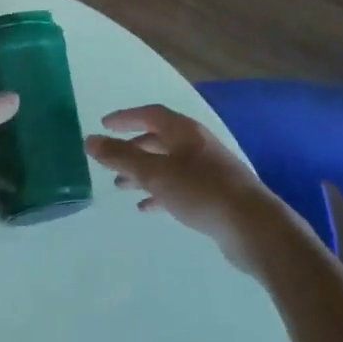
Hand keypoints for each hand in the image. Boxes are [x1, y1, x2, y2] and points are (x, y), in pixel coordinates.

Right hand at [86, 105, 280, 269]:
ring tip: (121, 186)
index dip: (126, 118)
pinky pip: (179, 187)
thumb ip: (121, 157)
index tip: (104, 125)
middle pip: (159, 139)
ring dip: (143, 173)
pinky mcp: (214, 195)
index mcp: (184, 132)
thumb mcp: (155, 173)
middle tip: (110, 160)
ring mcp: (208, 170)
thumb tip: (89, 140)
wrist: (253, 227)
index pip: (150, 114)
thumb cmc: (201, 192)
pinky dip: (160, 193)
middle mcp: (197, 145)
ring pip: (168, 165)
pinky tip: (147, 208)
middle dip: (132, 149)